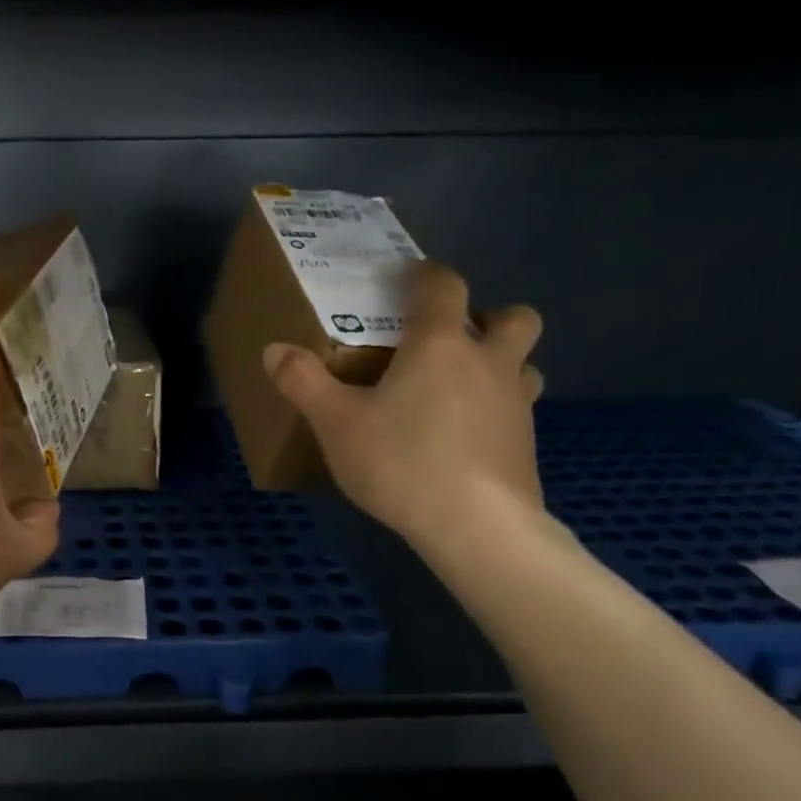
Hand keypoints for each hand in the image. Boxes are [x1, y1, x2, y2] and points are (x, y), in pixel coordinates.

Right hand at [264, 260, 544, 554]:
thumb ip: (304, 383)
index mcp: (440, 346)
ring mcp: (516, 404)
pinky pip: (517, 410)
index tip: (406, 277)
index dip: (426, 274)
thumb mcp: (336, 424)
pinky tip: (465, 439)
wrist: (475, 525)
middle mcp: (488, 363)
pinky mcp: (526, 444)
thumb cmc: (400, 461)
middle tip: (453, 338)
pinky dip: (495, 411)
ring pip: (524, 365)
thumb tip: (274, 349)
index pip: (443, 287)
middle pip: (514, 318)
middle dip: (489, 315)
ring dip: (500, 364)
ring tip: (462, 389)